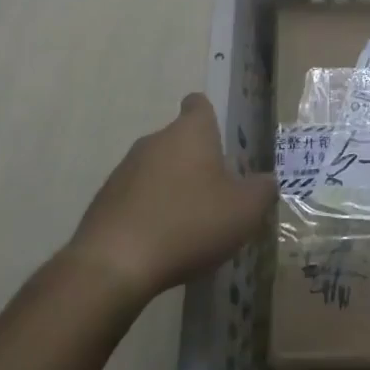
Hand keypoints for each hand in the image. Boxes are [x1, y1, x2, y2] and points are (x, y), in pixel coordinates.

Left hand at [65, 94, 274, 306]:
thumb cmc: (189, 223)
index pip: (198, 105)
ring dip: (171, 188)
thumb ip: (262, 191)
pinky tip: (160, 243)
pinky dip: (148, 212)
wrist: (114, 264)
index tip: (220, 139)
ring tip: (188, 224)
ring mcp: (124, 169)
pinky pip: (135, 197)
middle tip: (216, 194)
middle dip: (196, 162)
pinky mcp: (104, 200)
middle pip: (179, 140)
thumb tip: (266, 182)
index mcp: (190, 132)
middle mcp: (155, 140)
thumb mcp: (244, 211)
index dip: (210, 117)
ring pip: (156, 169)